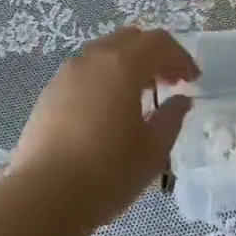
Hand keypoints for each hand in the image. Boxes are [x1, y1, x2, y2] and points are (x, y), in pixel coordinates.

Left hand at [9, 28, 198, 229]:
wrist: (43, 196)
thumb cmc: (107, 172)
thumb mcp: (153, 151)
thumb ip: (171, 119)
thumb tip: (180, 100)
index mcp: (123, 64)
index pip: (158, 42)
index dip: (180, 57)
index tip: (193, 79)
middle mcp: (93, 58)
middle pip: (130, 39)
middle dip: (153, 55)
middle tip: (169, 82)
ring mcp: (67, 73)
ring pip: (104, 52)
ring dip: (127, 64)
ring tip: (138, 97)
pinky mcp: (49, 92)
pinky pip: (85, 71)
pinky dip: (104, 78)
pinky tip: (107, 110)